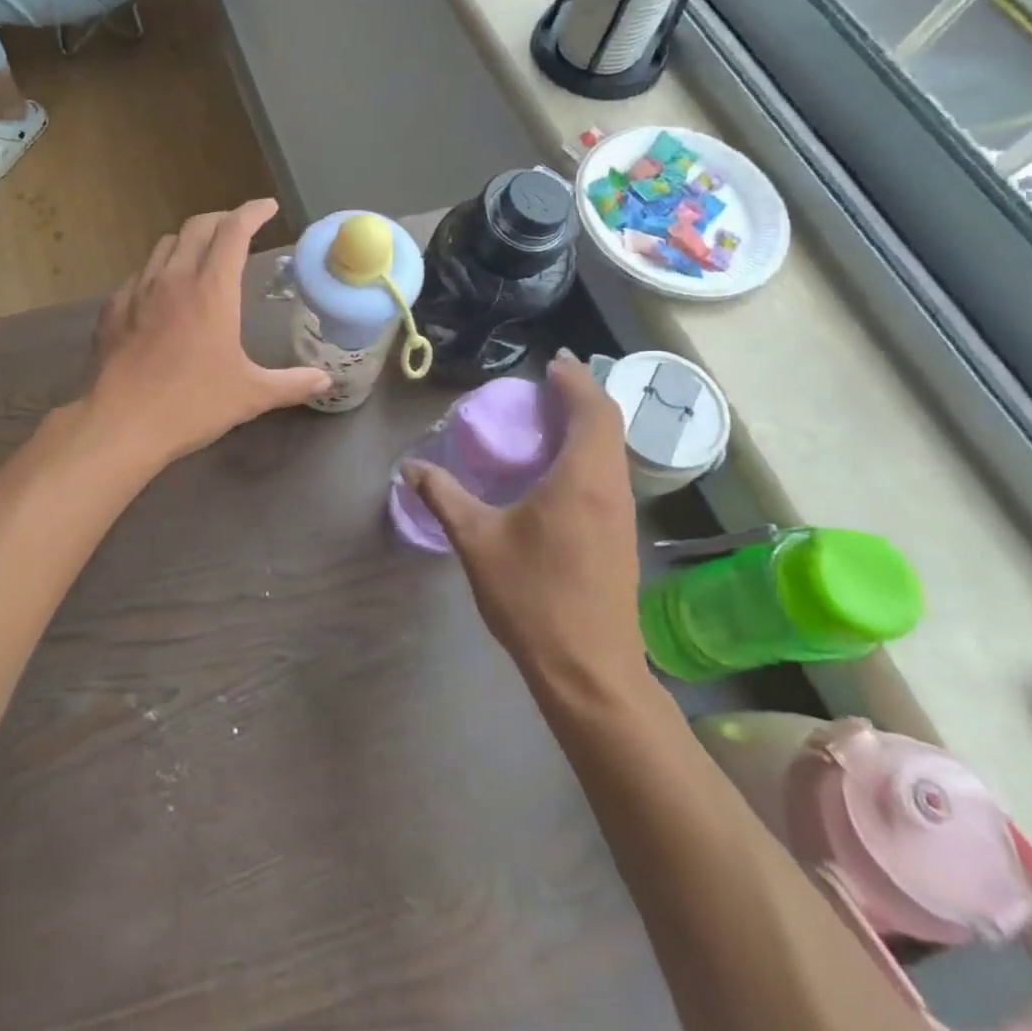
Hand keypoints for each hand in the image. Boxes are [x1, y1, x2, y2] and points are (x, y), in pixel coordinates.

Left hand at [90, 199, 330, 465]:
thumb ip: (292, 384)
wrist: (122, 424)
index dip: (253, 212)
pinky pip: (138, 275)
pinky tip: (162, 295)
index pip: (234, 230)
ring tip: (202, 257)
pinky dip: (158, 272)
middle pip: (197, 227)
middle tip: (239, 230)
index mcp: (212, 290)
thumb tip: (326, 381)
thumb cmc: (192, 405)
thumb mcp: (251, 395)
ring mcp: (137, 291)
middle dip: (222, 220)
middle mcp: (173, 278)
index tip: (267, 208)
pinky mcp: (112, 309)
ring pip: (164, 245)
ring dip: (188, 242)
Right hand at [402, 349, 645, 705]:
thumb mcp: (477, 541)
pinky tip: (560, 466)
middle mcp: (611, 487)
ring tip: (551, 415)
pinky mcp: (621, 535)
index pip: (591, 410)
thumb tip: (410, 468)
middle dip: (582, 395)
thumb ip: (443, 496)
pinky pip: (610, 472)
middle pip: (609, 423)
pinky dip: (590, 450)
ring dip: (589, 423)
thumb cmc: (532, 597)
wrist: (588, 669)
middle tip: (547, 383)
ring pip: (613, 449)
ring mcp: (621, 513)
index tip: (553, 361)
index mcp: (582, 478)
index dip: (575, 379)